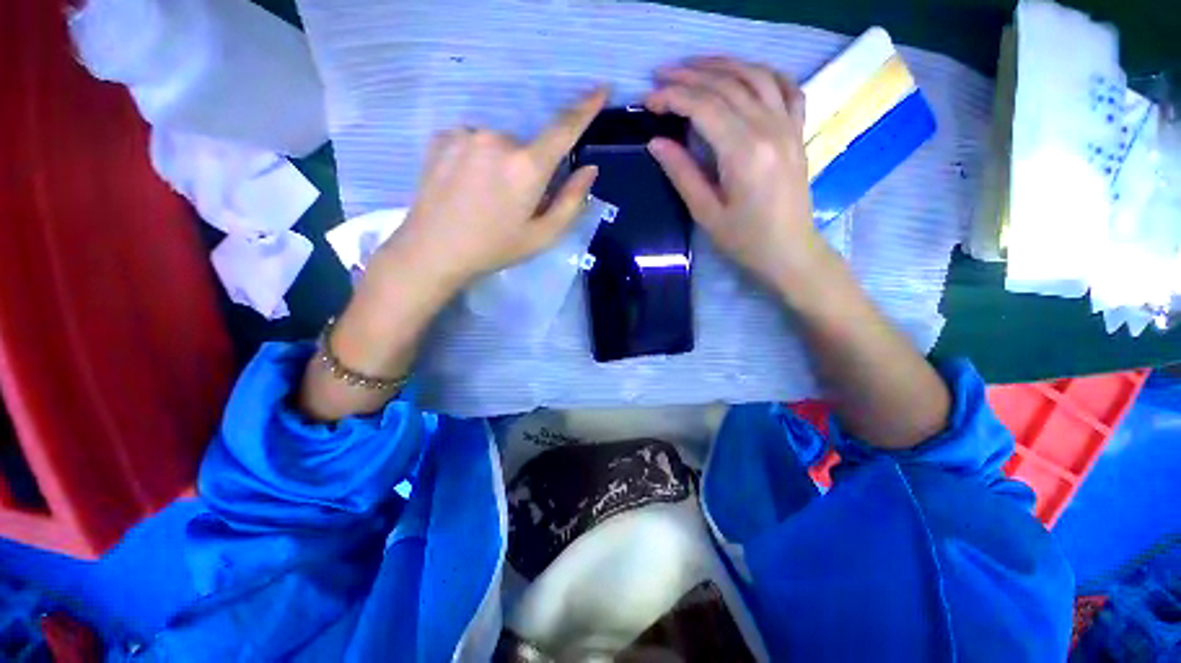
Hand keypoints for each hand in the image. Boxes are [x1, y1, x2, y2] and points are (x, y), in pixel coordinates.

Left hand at [385, 87, 608, 291]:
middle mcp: (497, 139)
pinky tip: (465, 186)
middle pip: (528, 147)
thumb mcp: (542, 236)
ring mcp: (466, 134)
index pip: (564, 129)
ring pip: (500, 144)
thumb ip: (571, 202)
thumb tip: (589, 169)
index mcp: (526, 167)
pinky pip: (475, 142)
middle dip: (529, 170)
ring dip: (502, 165)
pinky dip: (478, 160)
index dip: (585, 108)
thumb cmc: (494, 248)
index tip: (601, 89)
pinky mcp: (443, 137)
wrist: (433, 251)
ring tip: (485, 197)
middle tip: (513, 203)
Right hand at [645, 58, 823, 289]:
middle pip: (727, 85)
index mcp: (744, 152)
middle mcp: (769, 128)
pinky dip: (764, 73)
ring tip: (694, 66)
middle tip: (661, 75)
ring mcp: (788, 126)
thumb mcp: (706, 213)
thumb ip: (682, 174)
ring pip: (755, 76)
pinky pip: (786, 88)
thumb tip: (657, 143)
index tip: (648, 100)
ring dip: (722, 65)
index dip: (672, 98)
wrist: (790, 251)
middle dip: (690, 76)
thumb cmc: (745, 240)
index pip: (703, 108)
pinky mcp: (798, 131)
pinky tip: (745, 74)